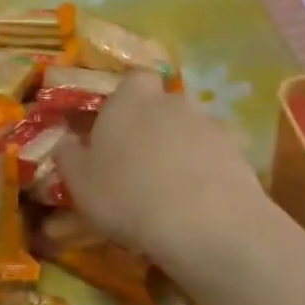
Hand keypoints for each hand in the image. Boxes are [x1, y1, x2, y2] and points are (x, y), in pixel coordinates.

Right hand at [54, 72, 273, 271]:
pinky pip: (215, 158)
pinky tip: (197, 205)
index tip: (116, 127)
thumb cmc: (128, 195)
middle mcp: (172, 102)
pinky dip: (206, 174)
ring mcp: (210, 126)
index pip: (133, 79)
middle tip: (139, 163)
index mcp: (130, 99)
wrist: (205, 225)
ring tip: (170, 190)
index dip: (126, 99)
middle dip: (153, 127)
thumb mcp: (80, 182)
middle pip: (162, 105)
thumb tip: (66, 141)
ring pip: (189, 131)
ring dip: (181, 151)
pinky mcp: (238, 154)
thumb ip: (69, 156)